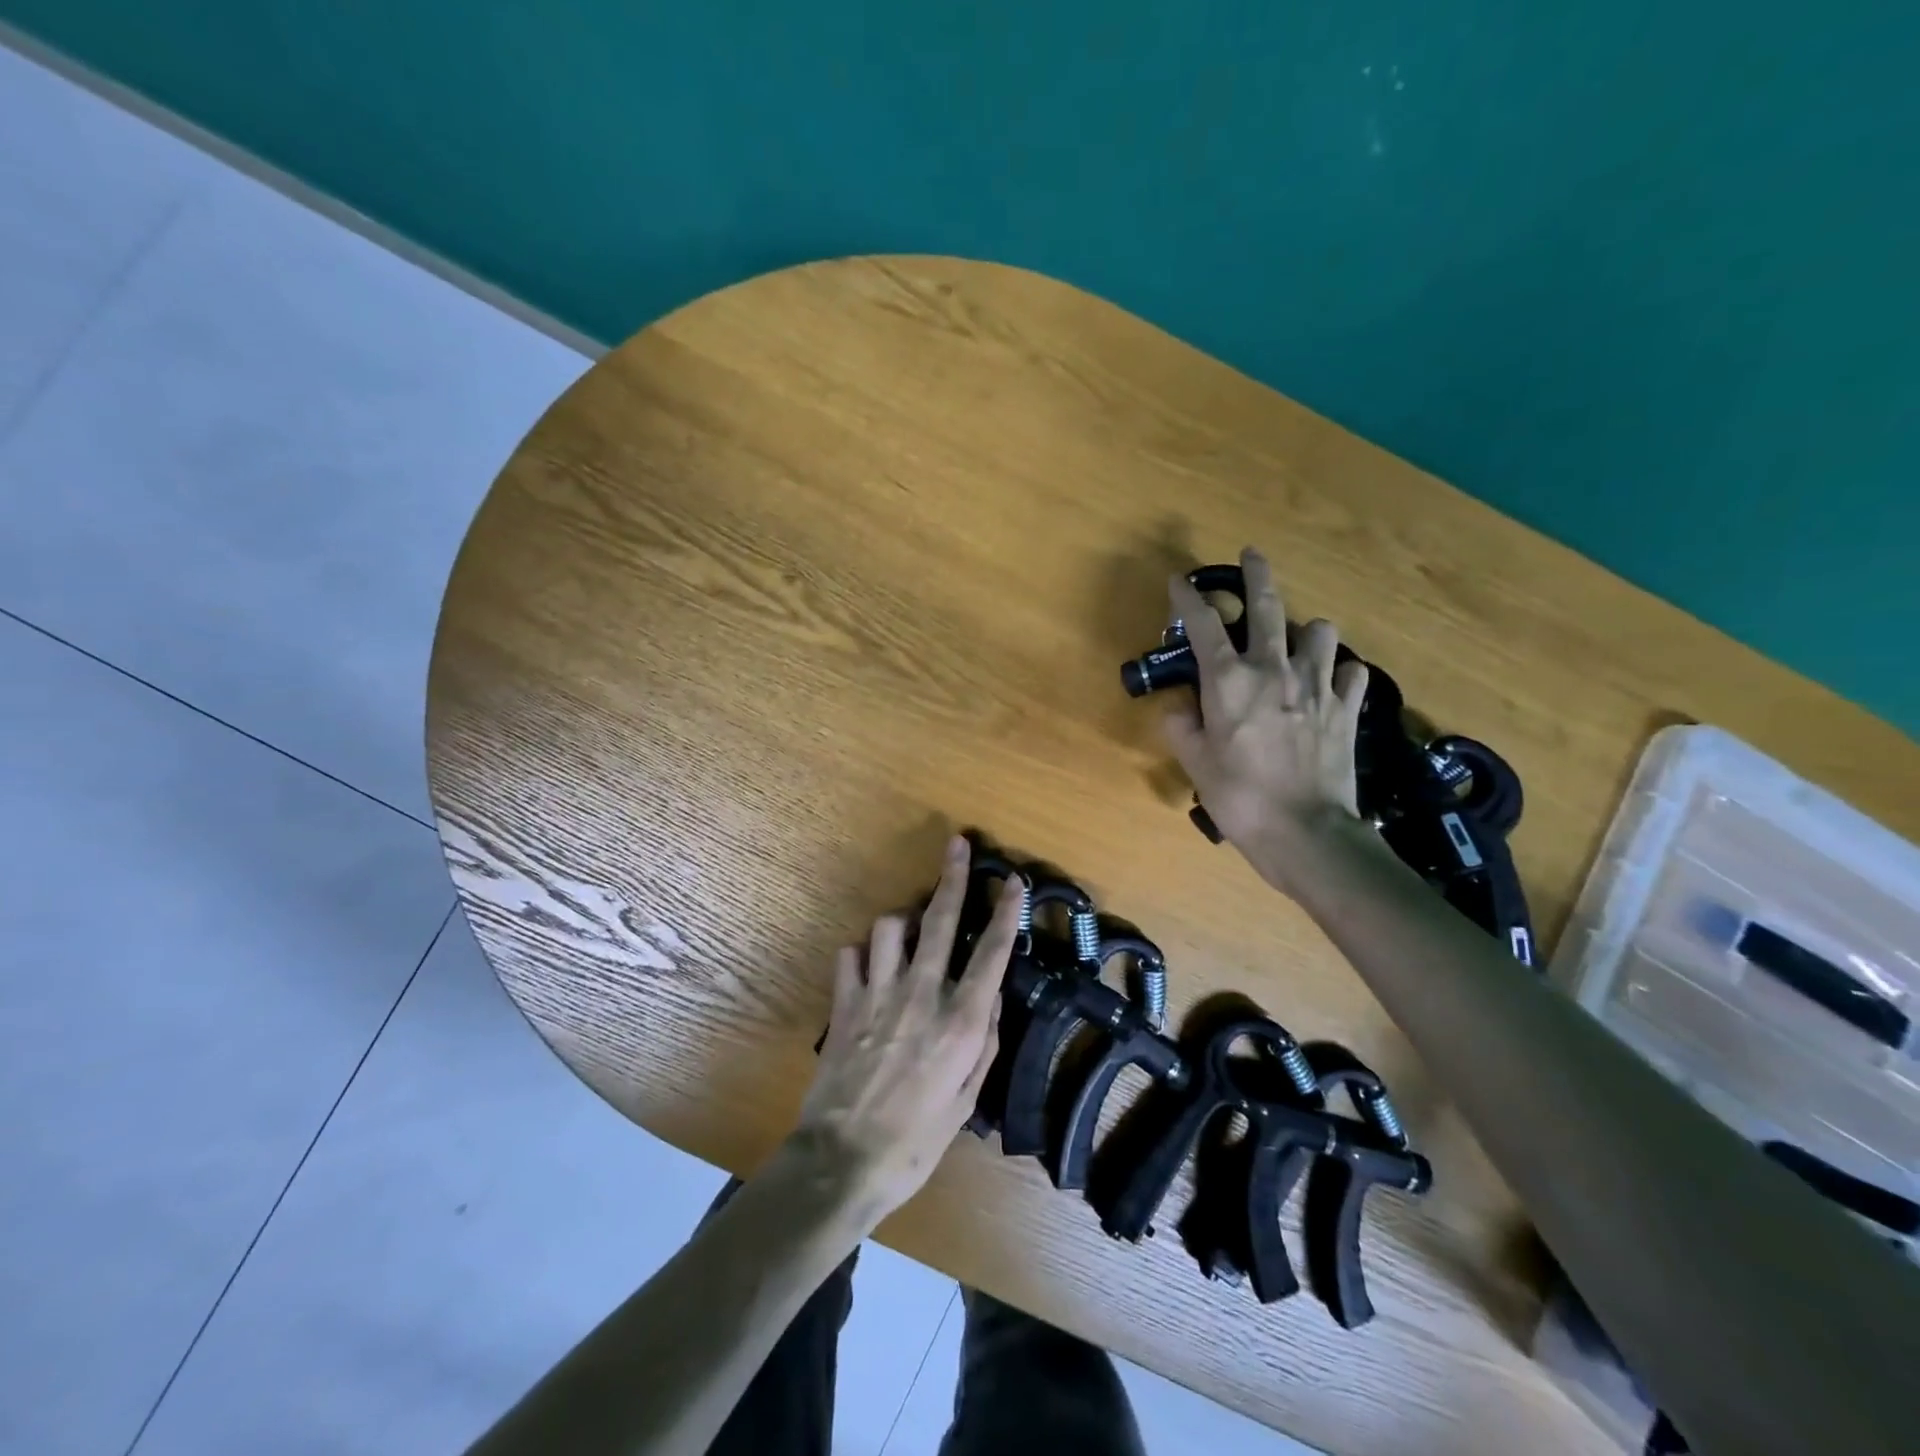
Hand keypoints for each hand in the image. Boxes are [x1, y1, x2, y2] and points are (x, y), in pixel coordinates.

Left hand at [790, 835, 1024, 1222]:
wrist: (843, 1161)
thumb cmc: (916, 1141)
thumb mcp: (966, 1100)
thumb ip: (984, 1041)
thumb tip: (991, 996)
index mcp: (960, 1021)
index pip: (991, 954)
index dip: (1006, 913)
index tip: (1013, 881)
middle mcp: (921, 994)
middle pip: (940, 920)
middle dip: (953, 877)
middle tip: (958, 844)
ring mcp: (878, 993)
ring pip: (890, 927)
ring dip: (903, 919)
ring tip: (911, 929)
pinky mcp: (844, 1003)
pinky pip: (851, 955)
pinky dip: (862, 953)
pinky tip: (869, 966)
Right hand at [1162, 547, 1369, 894]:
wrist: (1306, 832)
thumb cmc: (1239, 797)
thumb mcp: (1195, 764)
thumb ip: (1181, 727)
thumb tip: (1181, 707)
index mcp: (1229, 681)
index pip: (1203, 625)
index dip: (1188, 598)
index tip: (1178, 581)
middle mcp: (1273, 670)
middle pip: (1268, 606)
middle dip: (1257, 575)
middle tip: (1252, 555)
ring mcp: (1316, 685)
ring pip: (1320, 631)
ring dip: (1306, 629)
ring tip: (1298, 641)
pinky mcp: (1345, 707)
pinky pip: (1350, 672)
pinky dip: (1339, 671)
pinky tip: (1330, 682)